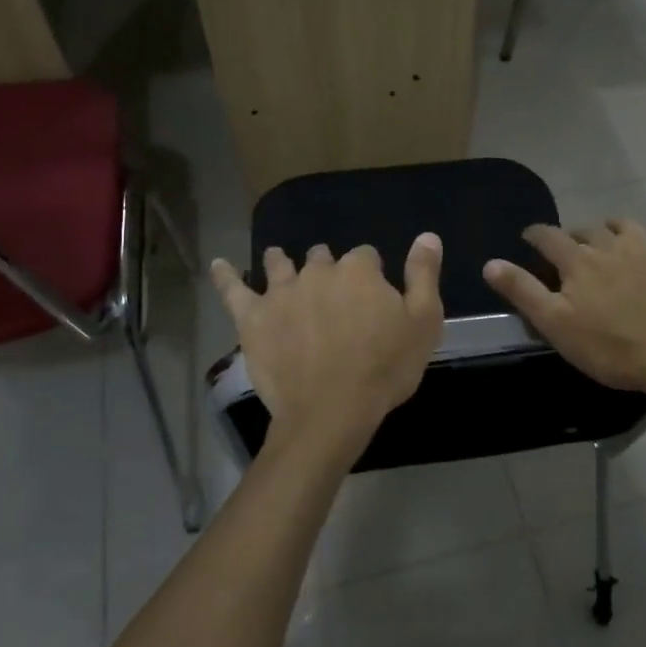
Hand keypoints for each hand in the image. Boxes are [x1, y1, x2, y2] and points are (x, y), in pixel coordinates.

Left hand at [210, 236, 444, 449]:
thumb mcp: (423, 322)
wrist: (332, 410)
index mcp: (359, 270)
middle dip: (328, 269)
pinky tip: (219, 265)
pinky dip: (225, 275)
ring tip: (281, 263)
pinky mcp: (252, 317)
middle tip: (332, 296)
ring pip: (279, 265)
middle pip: (323, 258)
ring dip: (283, 263)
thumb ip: (424, 275)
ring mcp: (281, 292)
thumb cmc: (385, 368)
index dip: (371, 274)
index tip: (373, 296)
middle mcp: (318, 271)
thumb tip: (427, 236)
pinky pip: (233, 289)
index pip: (366, 256)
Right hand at [483, 221, 645, 394]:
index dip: (536, 234)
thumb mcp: (556, 325)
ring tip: (610, 243)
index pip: (549, 237)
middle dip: (574, 237)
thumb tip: (490, 263)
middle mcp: (611, 244)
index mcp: (578, 261)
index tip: (529, 237)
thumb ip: (522, 291)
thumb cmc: (611, 347)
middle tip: (571, 252)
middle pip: (587, 230)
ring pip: (626, 226)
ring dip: (613, 230)